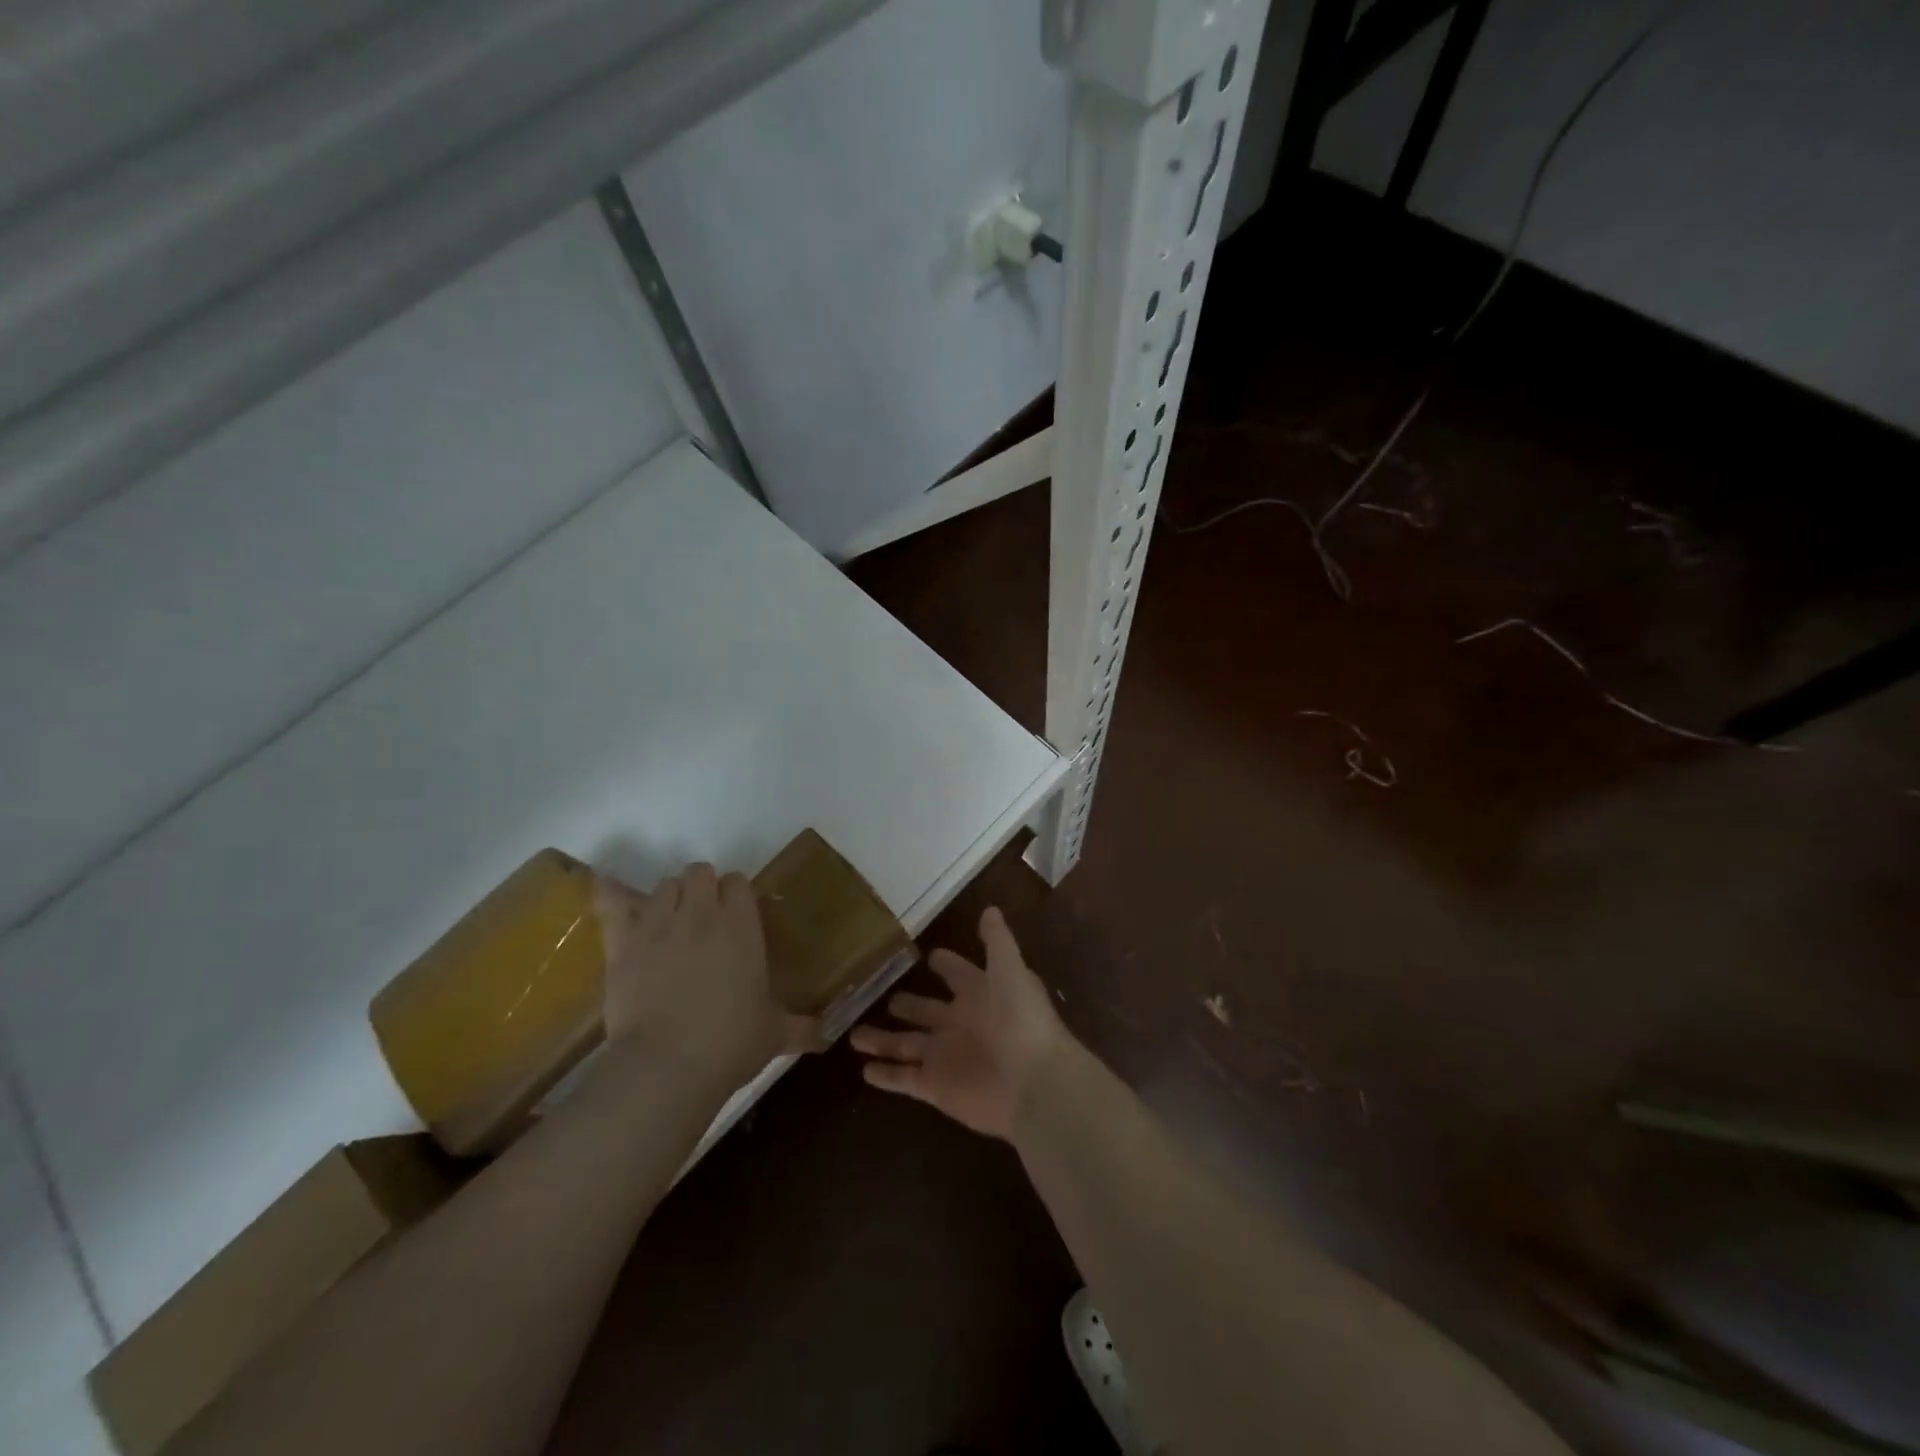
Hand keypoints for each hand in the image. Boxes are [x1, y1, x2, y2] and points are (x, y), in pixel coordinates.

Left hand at [595, 863, 816, 1089]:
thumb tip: (826, 1037)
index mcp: (741, 926)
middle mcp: (702, 914)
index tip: (737, 916)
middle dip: (702, 888)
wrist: (667, 1066)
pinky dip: (611, 896)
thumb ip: (801, 1028)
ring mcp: (658, 925)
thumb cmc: (730, 1044)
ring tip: (670, 924)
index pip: (738, 882)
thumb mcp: (774, 1035)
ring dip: (670, 898)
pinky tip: (609, 891)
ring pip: (664, 885)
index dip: (736, 895)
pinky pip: (611, 904)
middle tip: (705, 919)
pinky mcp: (622, 943)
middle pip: (700, 872)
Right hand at [850, 906, 1067, 1140]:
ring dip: (882, 1040)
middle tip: (886, 998)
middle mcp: (961, 1024)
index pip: (958, 974)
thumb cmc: (1022, 1021)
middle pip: (926, 1011)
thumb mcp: (1010, 970)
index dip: (946, 965)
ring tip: (854, 1034)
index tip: (929, 955)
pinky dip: (885, 1076)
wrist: (1033, 1084)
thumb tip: (990, 908)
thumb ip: (997, 941)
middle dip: (908, 1004)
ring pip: (906, 1044)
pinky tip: (864, 1071)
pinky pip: (904, 1079)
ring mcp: (946, 1057)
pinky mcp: (935, 1087)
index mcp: (981, 995)